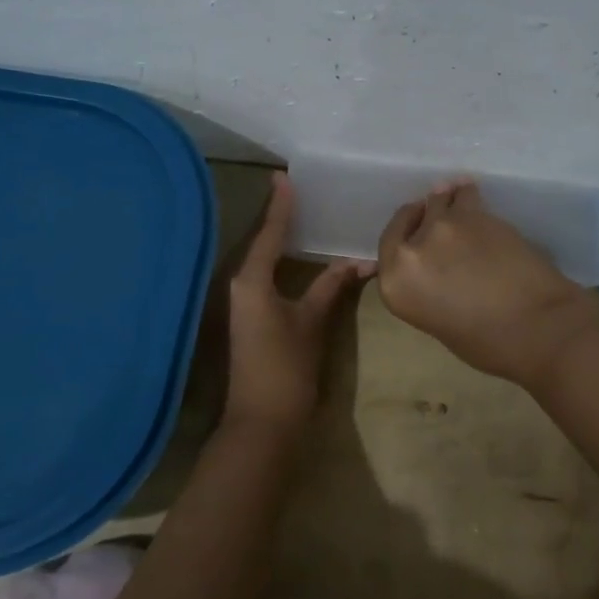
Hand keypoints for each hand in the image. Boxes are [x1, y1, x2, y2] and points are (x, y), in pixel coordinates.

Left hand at [225, 173, 372, 434]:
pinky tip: (300, 258)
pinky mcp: (251, 318)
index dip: (281, 206)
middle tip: (301, 191)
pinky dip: (282, 262)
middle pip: (262, 243)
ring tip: (304, 216)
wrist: (263, 422)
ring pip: (264, 261)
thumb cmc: (286, 368)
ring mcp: (244, 303)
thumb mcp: (312, 323)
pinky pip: (267, 277)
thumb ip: (331, 287)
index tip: (284, 176)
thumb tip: (356, 261)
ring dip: (281, 240)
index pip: (269, 233)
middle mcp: (242, 286)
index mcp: (252, 281)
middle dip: (280, 218)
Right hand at [377, 180, 598, 390]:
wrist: (537, 326)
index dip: (403, 232)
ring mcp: (443, 226)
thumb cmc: (489, 343)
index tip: (414, 227)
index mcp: (395, 284)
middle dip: (423, 217)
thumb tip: (435, 267)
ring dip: (448, 203)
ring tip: (461, 205)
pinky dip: (469, 195)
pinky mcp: (475, 212)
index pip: (388, 244)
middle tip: (439, 220)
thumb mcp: (438, 320)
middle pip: (412, 217)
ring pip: (439, 200)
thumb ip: (425, 287)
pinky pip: (466, 195)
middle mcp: (411, 250)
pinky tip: (476, 197)